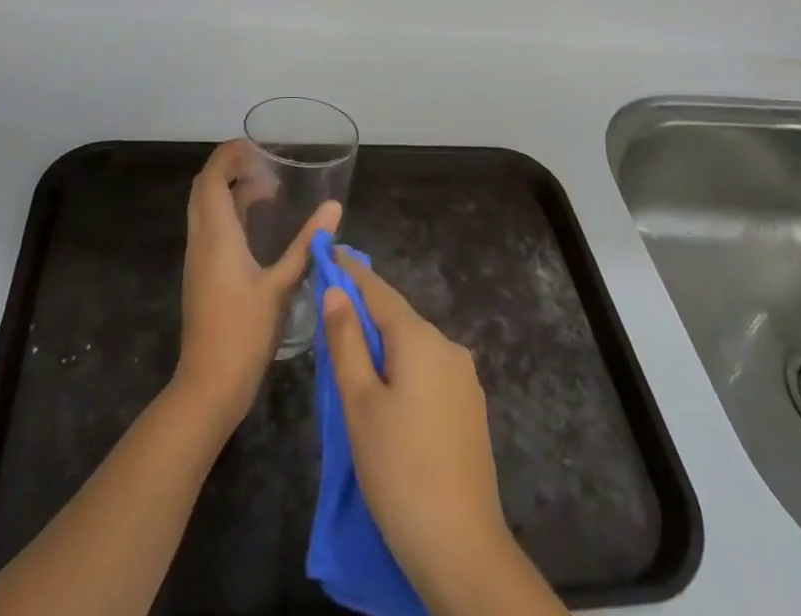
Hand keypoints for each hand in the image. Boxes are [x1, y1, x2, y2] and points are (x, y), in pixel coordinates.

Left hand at [173, 140, 339, 432]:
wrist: (209, 384)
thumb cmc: (245, 332)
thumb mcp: (282, 285)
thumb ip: (307, 244)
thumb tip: (334, 207)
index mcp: (216, 234)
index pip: (212, 178)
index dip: (229, 155)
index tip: (255, 144)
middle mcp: (202, 239)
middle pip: (205, 188)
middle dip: (230, 168)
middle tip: (265, 162)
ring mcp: (199, 257)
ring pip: (206, 207)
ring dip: (230, 190)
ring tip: (268, 189)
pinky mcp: (202, 273)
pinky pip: (210, 226)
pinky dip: (229, 212)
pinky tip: (257, 225)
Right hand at [321, 255, 514, 606]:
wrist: (462, 548)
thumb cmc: (399, 470)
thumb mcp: (360, 404)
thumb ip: (347, 342)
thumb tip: (338, 290)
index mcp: (420, 338)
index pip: (379, 291)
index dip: (352, 272)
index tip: (331, 251)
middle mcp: (448, 347)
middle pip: (398, 318)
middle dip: (365, 311)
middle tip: (330, 310)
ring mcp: (464, 379)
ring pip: (414, 347)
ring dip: (384, 344)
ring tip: (352, 355)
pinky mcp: (470, 409)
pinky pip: (429, 372)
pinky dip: (404, 369)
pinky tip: (388, 392)